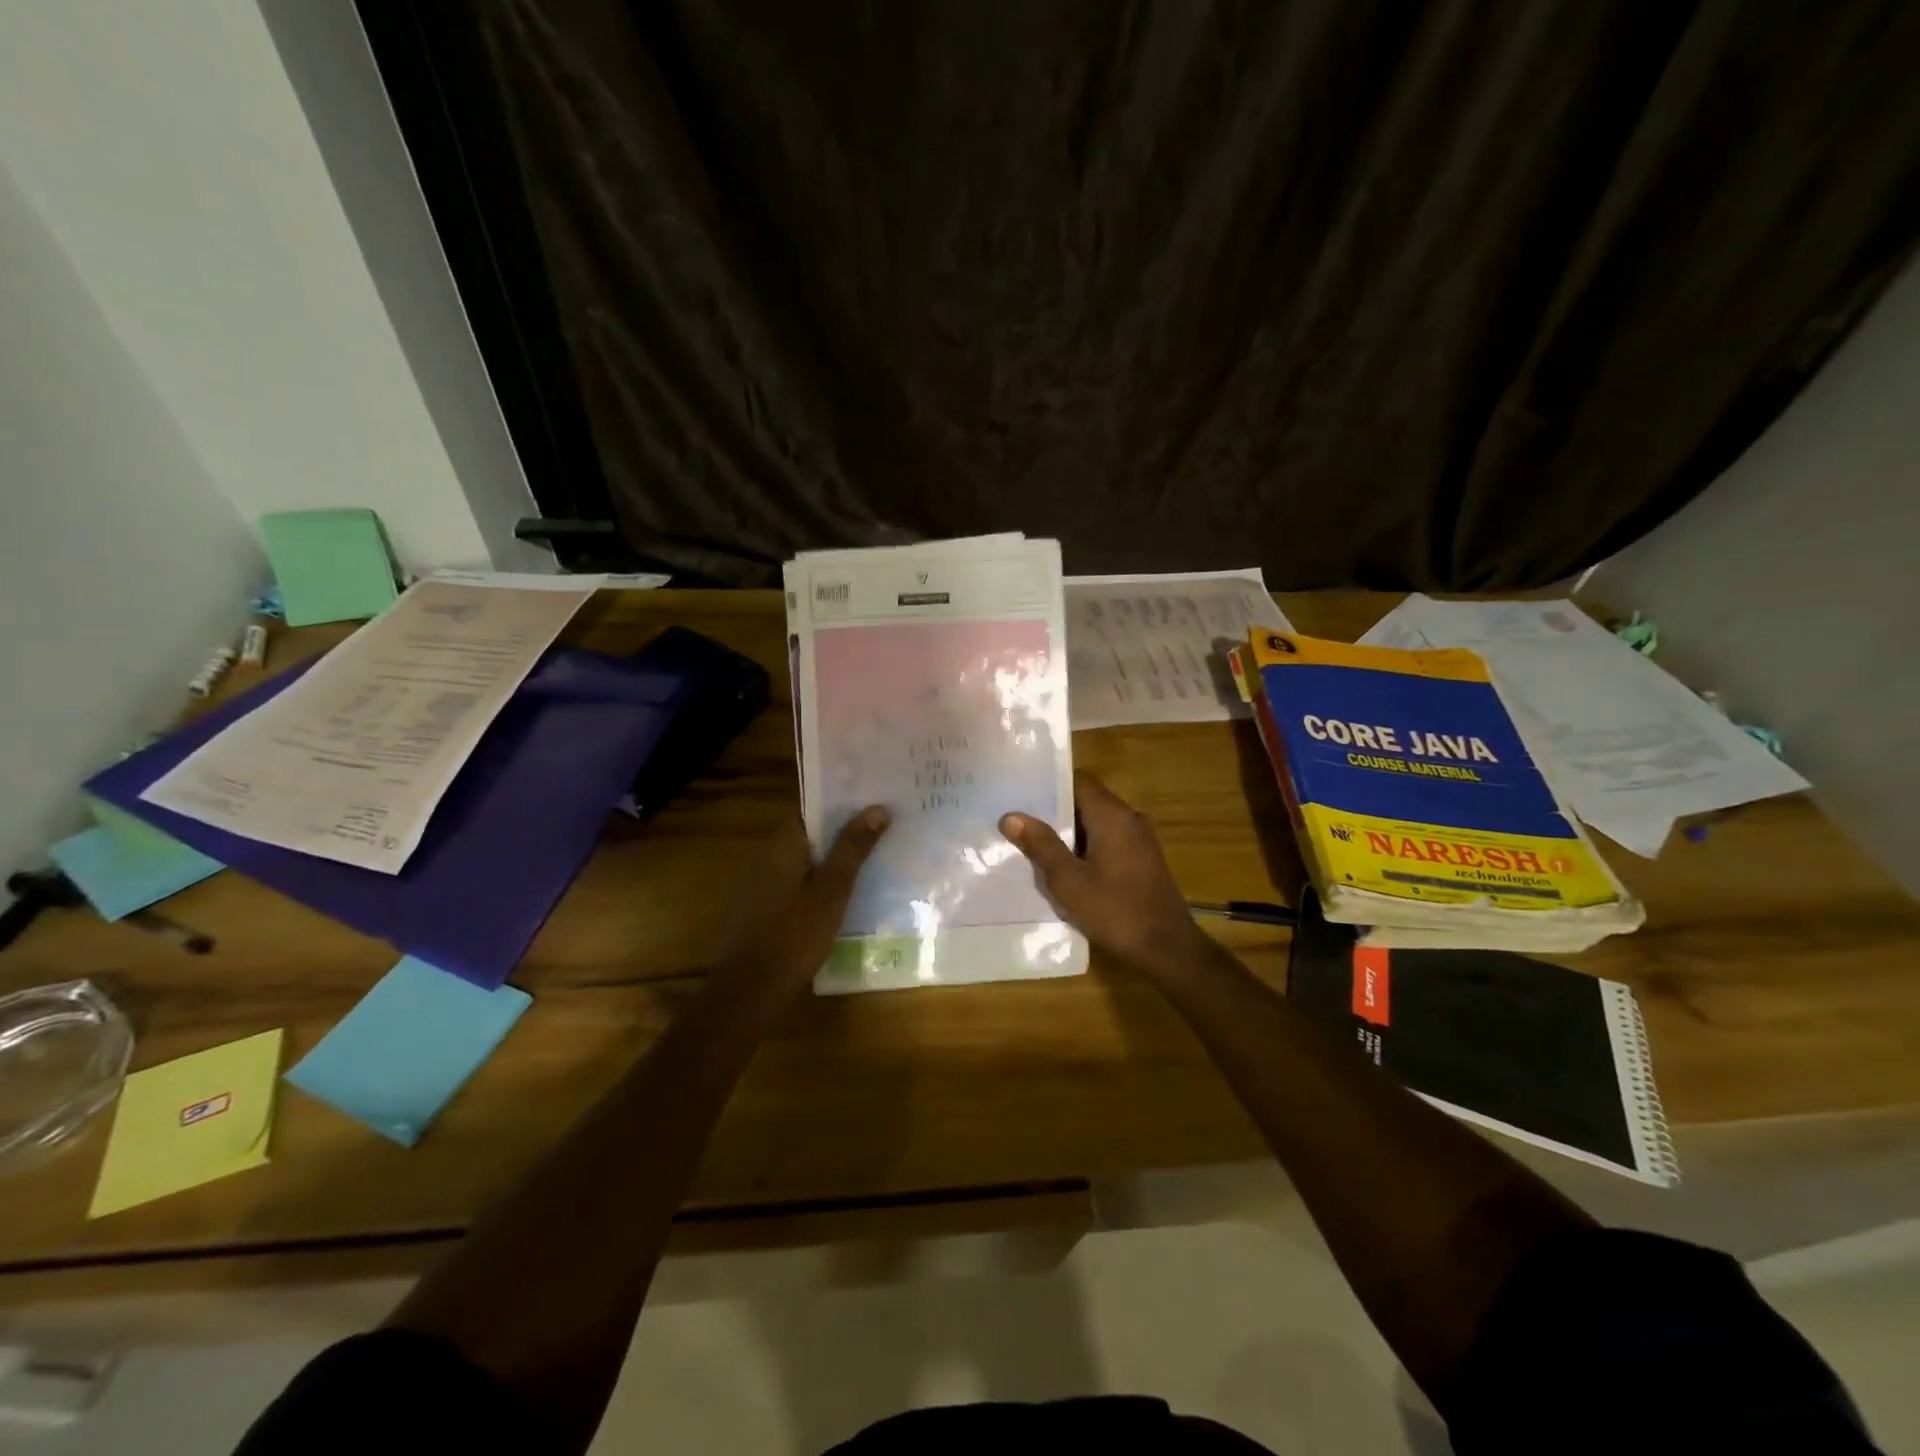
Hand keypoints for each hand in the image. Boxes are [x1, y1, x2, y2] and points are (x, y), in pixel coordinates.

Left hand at [715, 807, 890, 997]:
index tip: (877, 809)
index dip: (845, 808)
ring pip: (803, 862)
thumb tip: (877, 807)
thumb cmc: (793, 936)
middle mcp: (765, 856)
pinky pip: (794, 885)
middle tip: (884, 836)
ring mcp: (759, 883)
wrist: (748, 992)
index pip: (814, 811)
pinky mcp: (759, 909)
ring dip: (831, 863)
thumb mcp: (831, 892)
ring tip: (872, 865)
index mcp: (781, 844)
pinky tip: (842, 900)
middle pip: (810, 836)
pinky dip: (817, 886)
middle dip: (843, 836)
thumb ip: (852, 849)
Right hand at [1000, 773, 1208, 978]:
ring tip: (1034, 845)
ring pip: (1097, 822)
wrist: (1167, 949)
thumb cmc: (1115, 911)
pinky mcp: (1143, 859)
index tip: (1021, 795)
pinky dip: (1087, 847)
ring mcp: (1140, 839)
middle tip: (1020, 823)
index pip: (1079, 780)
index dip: (1049, 785)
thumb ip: (1041, 845)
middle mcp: (1130, 818)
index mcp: (1112, 815)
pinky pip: (1109, 840)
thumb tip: (1011, 816)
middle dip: (1054, 812)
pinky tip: (1065, 868)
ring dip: (1070, 833)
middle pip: (1087, 800)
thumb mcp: (1068, 881)